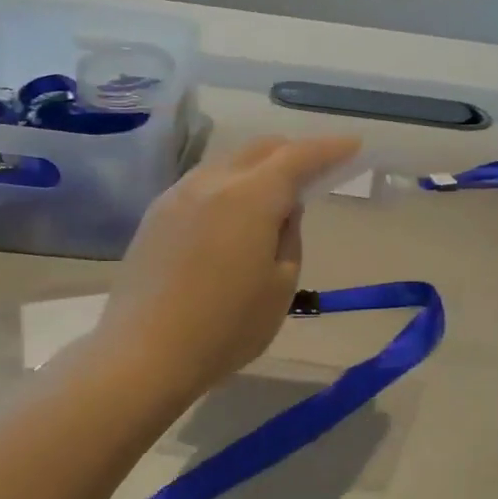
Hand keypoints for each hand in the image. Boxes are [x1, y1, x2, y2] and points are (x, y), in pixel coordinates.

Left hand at [89, 134, 360, 401]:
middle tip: (318, 168)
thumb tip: (283, 209)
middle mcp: (211, 183)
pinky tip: (235, 212)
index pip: (298, 157)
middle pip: (259, 150)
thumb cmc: (226, 327)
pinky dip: (231, 184)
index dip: (330, 148)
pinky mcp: (156, 215)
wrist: (143, 354)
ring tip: (277, 191)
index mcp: (249, 197)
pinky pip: (204, 183)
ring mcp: (177, 196)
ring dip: (259, 167)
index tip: (354, 145)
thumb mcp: (280, 286)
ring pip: (228, 163)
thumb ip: (289, 236)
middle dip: (293, 151)